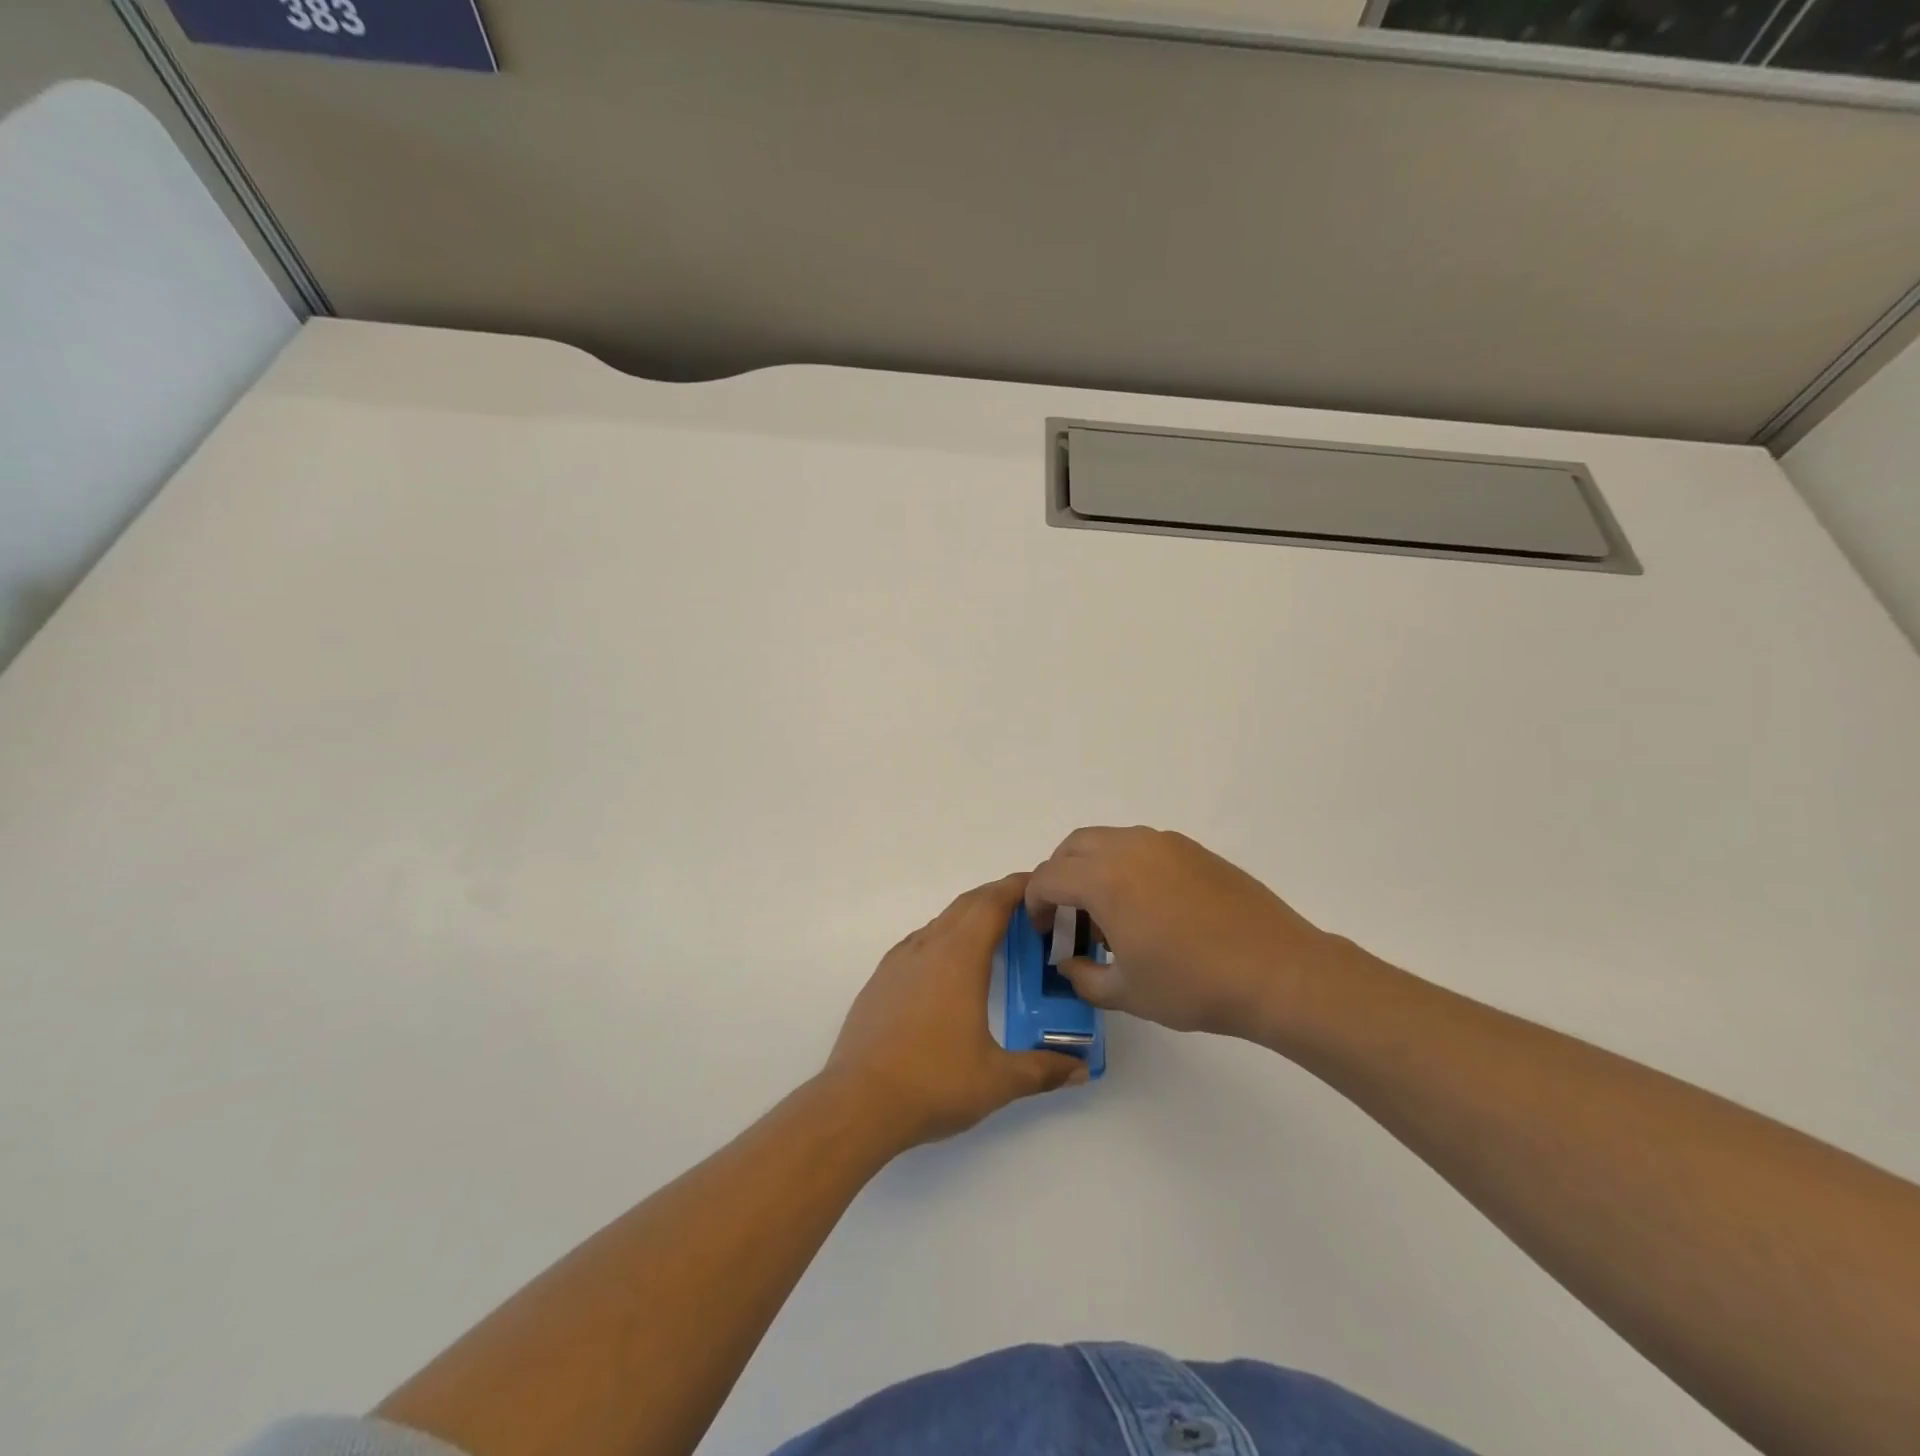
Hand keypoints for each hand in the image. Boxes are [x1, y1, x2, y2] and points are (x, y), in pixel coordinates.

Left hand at [824, 873, 1087, 1150]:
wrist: (857, 1103)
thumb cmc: (933, 1083)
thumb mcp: (997, 1080)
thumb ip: (1042, 1070)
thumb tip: (1081, 1070)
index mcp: (959, 958)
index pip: (992, 904)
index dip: (1017, 887)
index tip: (1039, 883)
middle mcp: (927, 948)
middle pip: (966, 905)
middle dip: (996, 897)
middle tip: (1025, 906)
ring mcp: (898, 962)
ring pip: (939, 922)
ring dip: (968, 917)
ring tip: (992, 935)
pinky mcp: (879, 981)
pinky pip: (918, 943)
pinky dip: (942, 938)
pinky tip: (947, 967)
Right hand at [1026, 826, 1349, 1038]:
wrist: (1277, 971)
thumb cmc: (1193, 984)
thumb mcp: (1126, 992)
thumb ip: (1083, 976)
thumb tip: (1068, 963)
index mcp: (1104, 878)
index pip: (1048, 877)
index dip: (1034, 904)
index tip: (1042, 932)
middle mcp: (1129, 847)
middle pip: (1073, 846)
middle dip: (1059, 877)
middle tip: (1068, 917)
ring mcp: (1165, 844)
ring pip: (1109, 841)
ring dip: (1093, 868)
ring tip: (1110, 914)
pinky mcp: (1194, 849)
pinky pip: (1142, 847)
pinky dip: (1127, 866)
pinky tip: (1148, 907)